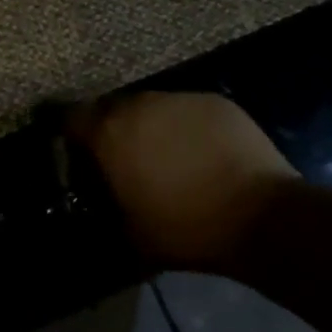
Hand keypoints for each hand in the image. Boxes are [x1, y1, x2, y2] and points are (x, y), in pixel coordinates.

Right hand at [71, 92, 298, 268]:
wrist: (263, 217)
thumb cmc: (187, 230)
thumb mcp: (130, 234)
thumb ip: (104, 208)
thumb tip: (96, 203)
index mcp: (109, 133)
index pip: (69, 118)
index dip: (69, 135)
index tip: (77, 155)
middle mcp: (138, 104)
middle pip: (110, 109)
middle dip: (112, 130)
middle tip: (124, 160)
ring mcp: (179, 98)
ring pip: (150, 106)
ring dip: (149, 126)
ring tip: (166, 157)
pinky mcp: (214, 101)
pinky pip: (187, 110)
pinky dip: (186, 127)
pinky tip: (202, 154)